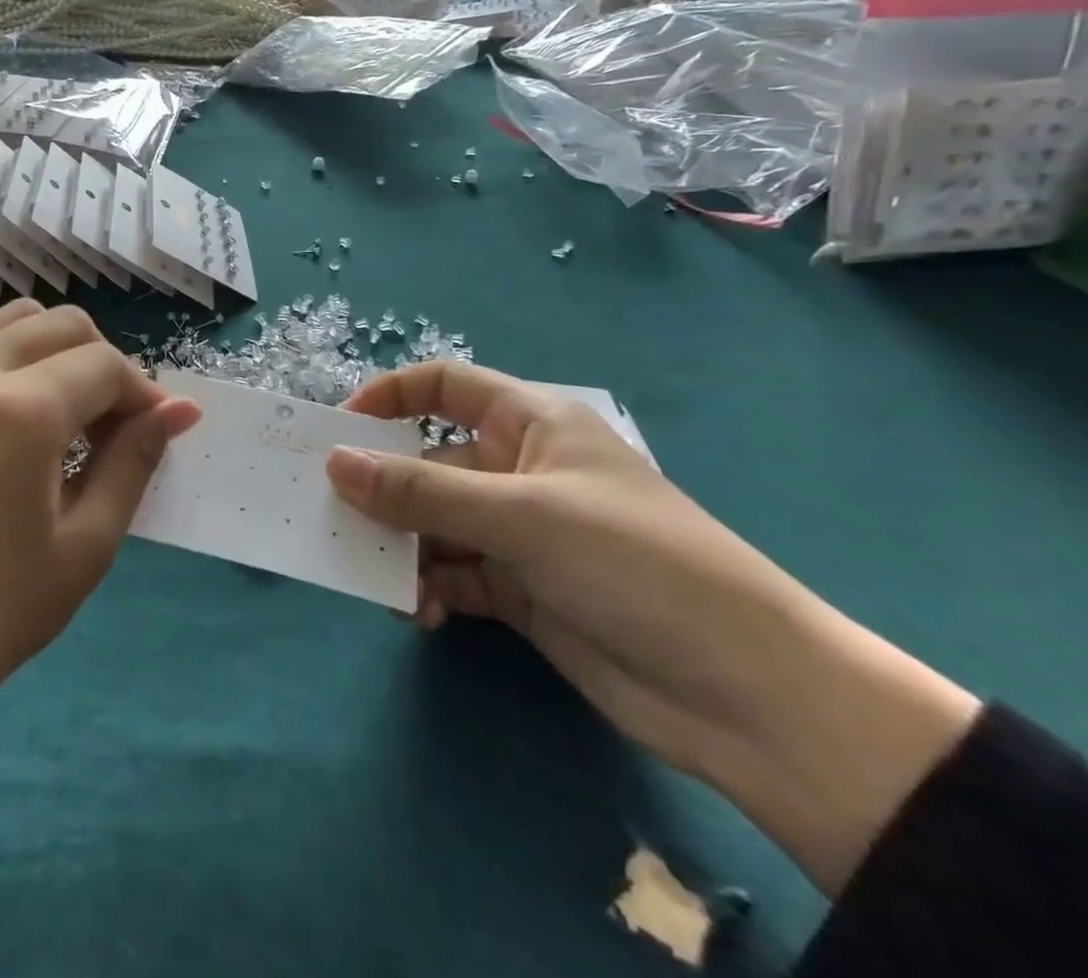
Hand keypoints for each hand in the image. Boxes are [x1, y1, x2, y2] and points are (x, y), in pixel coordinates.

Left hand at [0, 302, 199, 753]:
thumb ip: (134, 462)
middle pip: (66, 325)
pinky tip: (23, 414)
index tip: (157, 434)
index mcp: (21, 412)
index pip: (105, 365)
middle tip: (114, 428)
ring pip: (19, 320)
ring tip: (69, 415)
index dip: (143, 394)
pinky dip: (17, 356)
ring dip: (60, 351)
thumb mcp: (84, 546)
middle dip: (105, 365)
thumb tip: (179, 410)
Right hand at [326, 361, 978, 896]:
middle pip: (429, 461)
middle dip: (384, 488)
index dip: (389, 397)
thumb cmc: (637, 566)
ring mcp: (520, 533)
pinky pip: (454, 575)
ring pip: (434, 523)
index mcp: (532, 424)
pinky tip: (423, 614)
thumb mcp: (521, 517)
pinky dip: (430, 590)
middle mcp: (520, 470)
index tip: (337, 430)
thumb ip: (421, 491)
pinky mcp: (522, 590)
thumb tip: (334, 465)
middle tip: (335, 517)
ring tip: (380, 581)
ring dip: (404, 548)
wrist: (753, 700)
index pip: (445, 386)